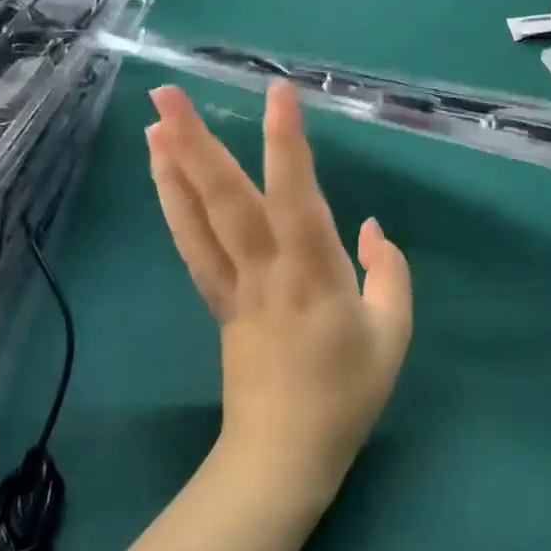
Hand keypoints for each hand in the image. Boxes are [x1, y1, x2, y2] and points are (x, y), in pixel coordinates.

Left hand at [147, 83, 412, 505]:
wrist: (284, 456)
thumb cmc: (346, 394)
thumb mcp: (394, 334)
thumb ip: (389, 272)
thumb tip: (367, 226)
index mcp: (314, 277)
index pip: (298, 198)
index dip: (287, 144)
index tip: (279, 93)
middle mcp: (265, 272)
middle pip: (226, 201)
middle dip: (197, 142)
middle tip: (167, 93)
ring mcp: (232, 286)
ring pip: (198, 219)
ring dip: (174, 167)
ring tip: (156, 119)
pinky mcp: (216, 301)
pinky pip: (191, 245)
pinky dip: (175, 204)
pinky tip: (165, 174)